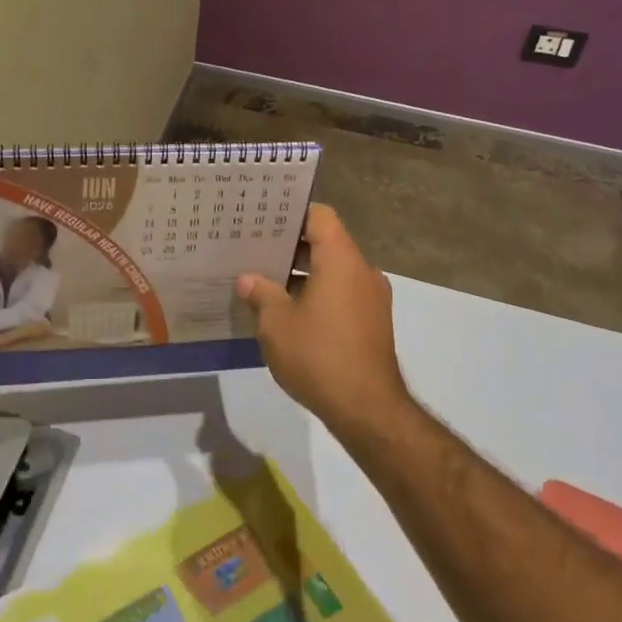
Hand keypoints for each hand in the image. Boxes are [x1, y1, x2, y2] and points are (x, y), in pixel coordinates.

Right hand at [236, 204, 411, 439]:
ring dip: (303, 274)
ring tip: (265, 281)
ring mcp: (372, 299)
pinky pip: (342, 294)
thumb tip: (248, 279)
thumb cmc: (318, 356)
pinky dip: (318, 295)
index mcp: (341, 260)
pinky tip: (289, 313)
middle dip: (291, 246)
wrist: (367, 409)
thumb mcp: (276, 324)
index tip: (264, 218)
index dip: (292, 212)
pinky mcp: (373, 323)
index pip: (320, 216)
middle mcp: (362, 271)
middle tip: (254, 248)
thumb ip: (261, 294)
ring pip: (334, 271)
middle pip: (327, 242)